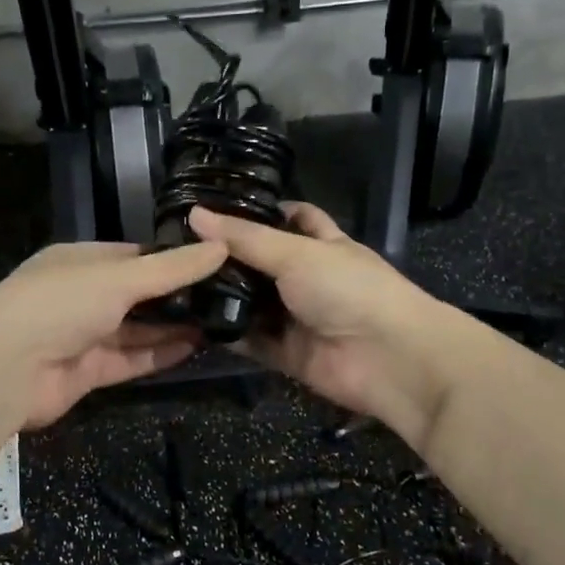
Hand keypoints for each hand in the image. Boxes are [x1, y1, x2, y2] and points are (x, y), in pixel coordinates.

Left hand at [0, 240, 227, 428]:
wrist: (7, 370)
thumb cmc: (61, 304)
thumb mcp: (120, 277)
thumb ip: (172, 268)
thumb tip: (221, 246)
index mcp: (80, 261)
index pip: (133, 255)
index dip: (170, 258)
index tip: (212, 260)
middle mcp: (81, 296)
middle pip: (137, 294)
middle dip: (176, 296)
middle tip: (226, 294)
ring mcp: (83, 335)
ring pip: (136, 329)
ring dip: (172, 326)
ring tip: (220, 320)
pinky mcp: (88, 372)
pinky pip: (130, 359)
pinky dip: (159, 354)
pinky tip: (196, 347)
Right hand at [186, 203, 456, 442]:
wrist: (390, 359)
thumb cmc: (350, 289)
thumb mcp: (296, 253)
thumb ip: (245, 238)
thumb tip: (194, 214)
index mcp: (322, 245)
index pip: (293, 218)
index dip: (262, 210)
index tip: (217, 206)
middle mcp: (308, 279)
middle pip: (263, 263)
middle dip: (228, 257)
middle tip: (179, 247)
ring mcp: (298, 318)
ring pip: (253, 303)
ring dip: (222, 296)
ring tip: (174, 282)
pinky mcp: (287, 354)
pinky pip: (250, 341)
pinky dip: (226, 334)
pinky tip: (190, 323)